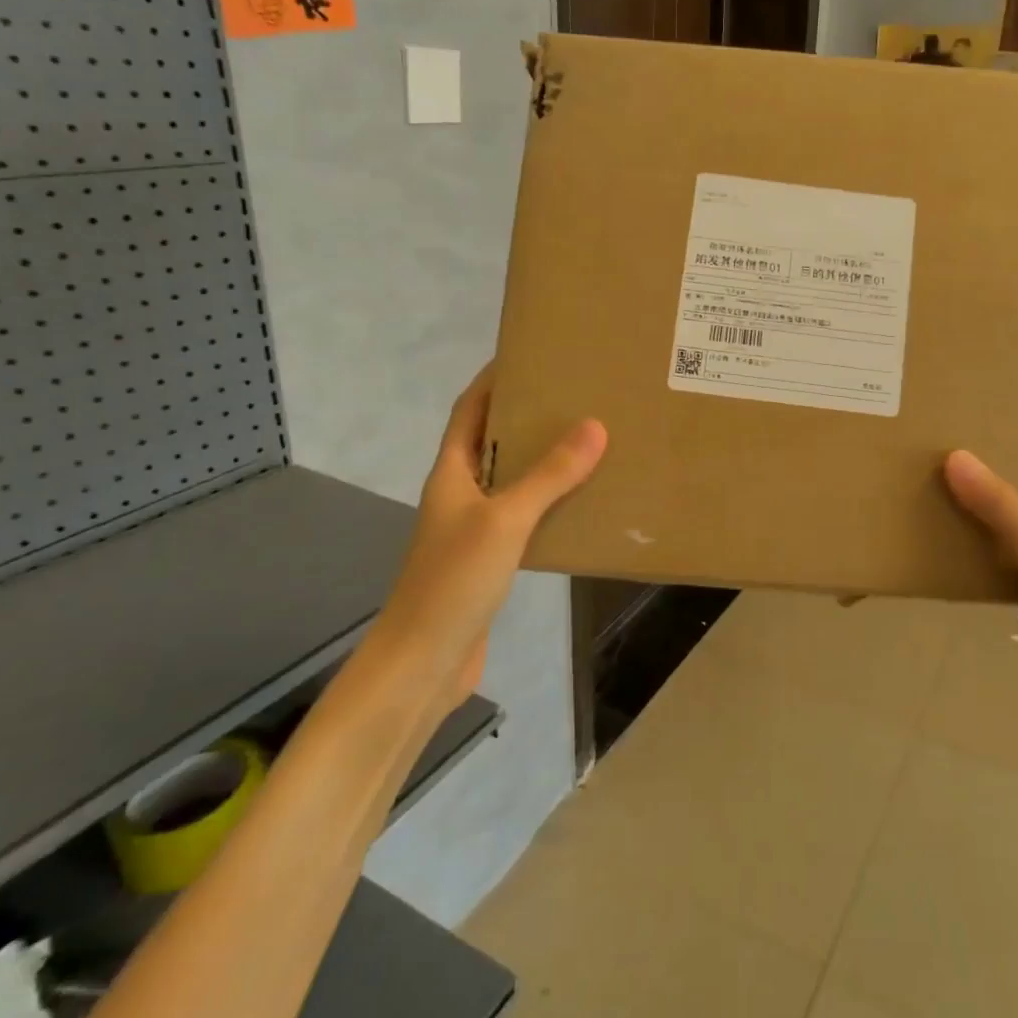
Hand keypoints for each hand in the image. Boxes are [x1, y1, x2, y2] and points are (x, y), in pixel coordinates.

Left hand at [379, 364, 606, 713]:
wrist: (424, 663)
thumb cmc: (454, 580)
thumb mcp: (505, 520)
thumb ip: (549, 476)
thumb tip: (593, 426)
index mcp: (451, 473)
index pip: (469, 410)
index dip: (493, 380)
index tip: (529, 355)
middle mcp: (460, 494)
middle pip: (491, 440)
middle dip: (526, 415)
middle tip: (575, 395)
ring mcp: (474, 529)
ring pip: (511, 479)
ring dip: (542, 459)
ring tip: (588, 440)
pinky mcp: (490, 559)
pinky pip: (525, 516)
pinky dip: (549, 501)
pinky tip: (581, 502)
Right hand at [942, 425, 1017, 760]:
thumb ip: (1005, 510)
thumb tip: (956, 456)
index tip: (982, 385)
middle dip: (985, 448)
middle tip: (932, 425)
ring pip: (1000, 511)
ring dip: (968, 491)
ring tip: (919, 468)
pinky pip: (987, 548)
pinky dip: (962, 533)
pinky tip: (929, 529)